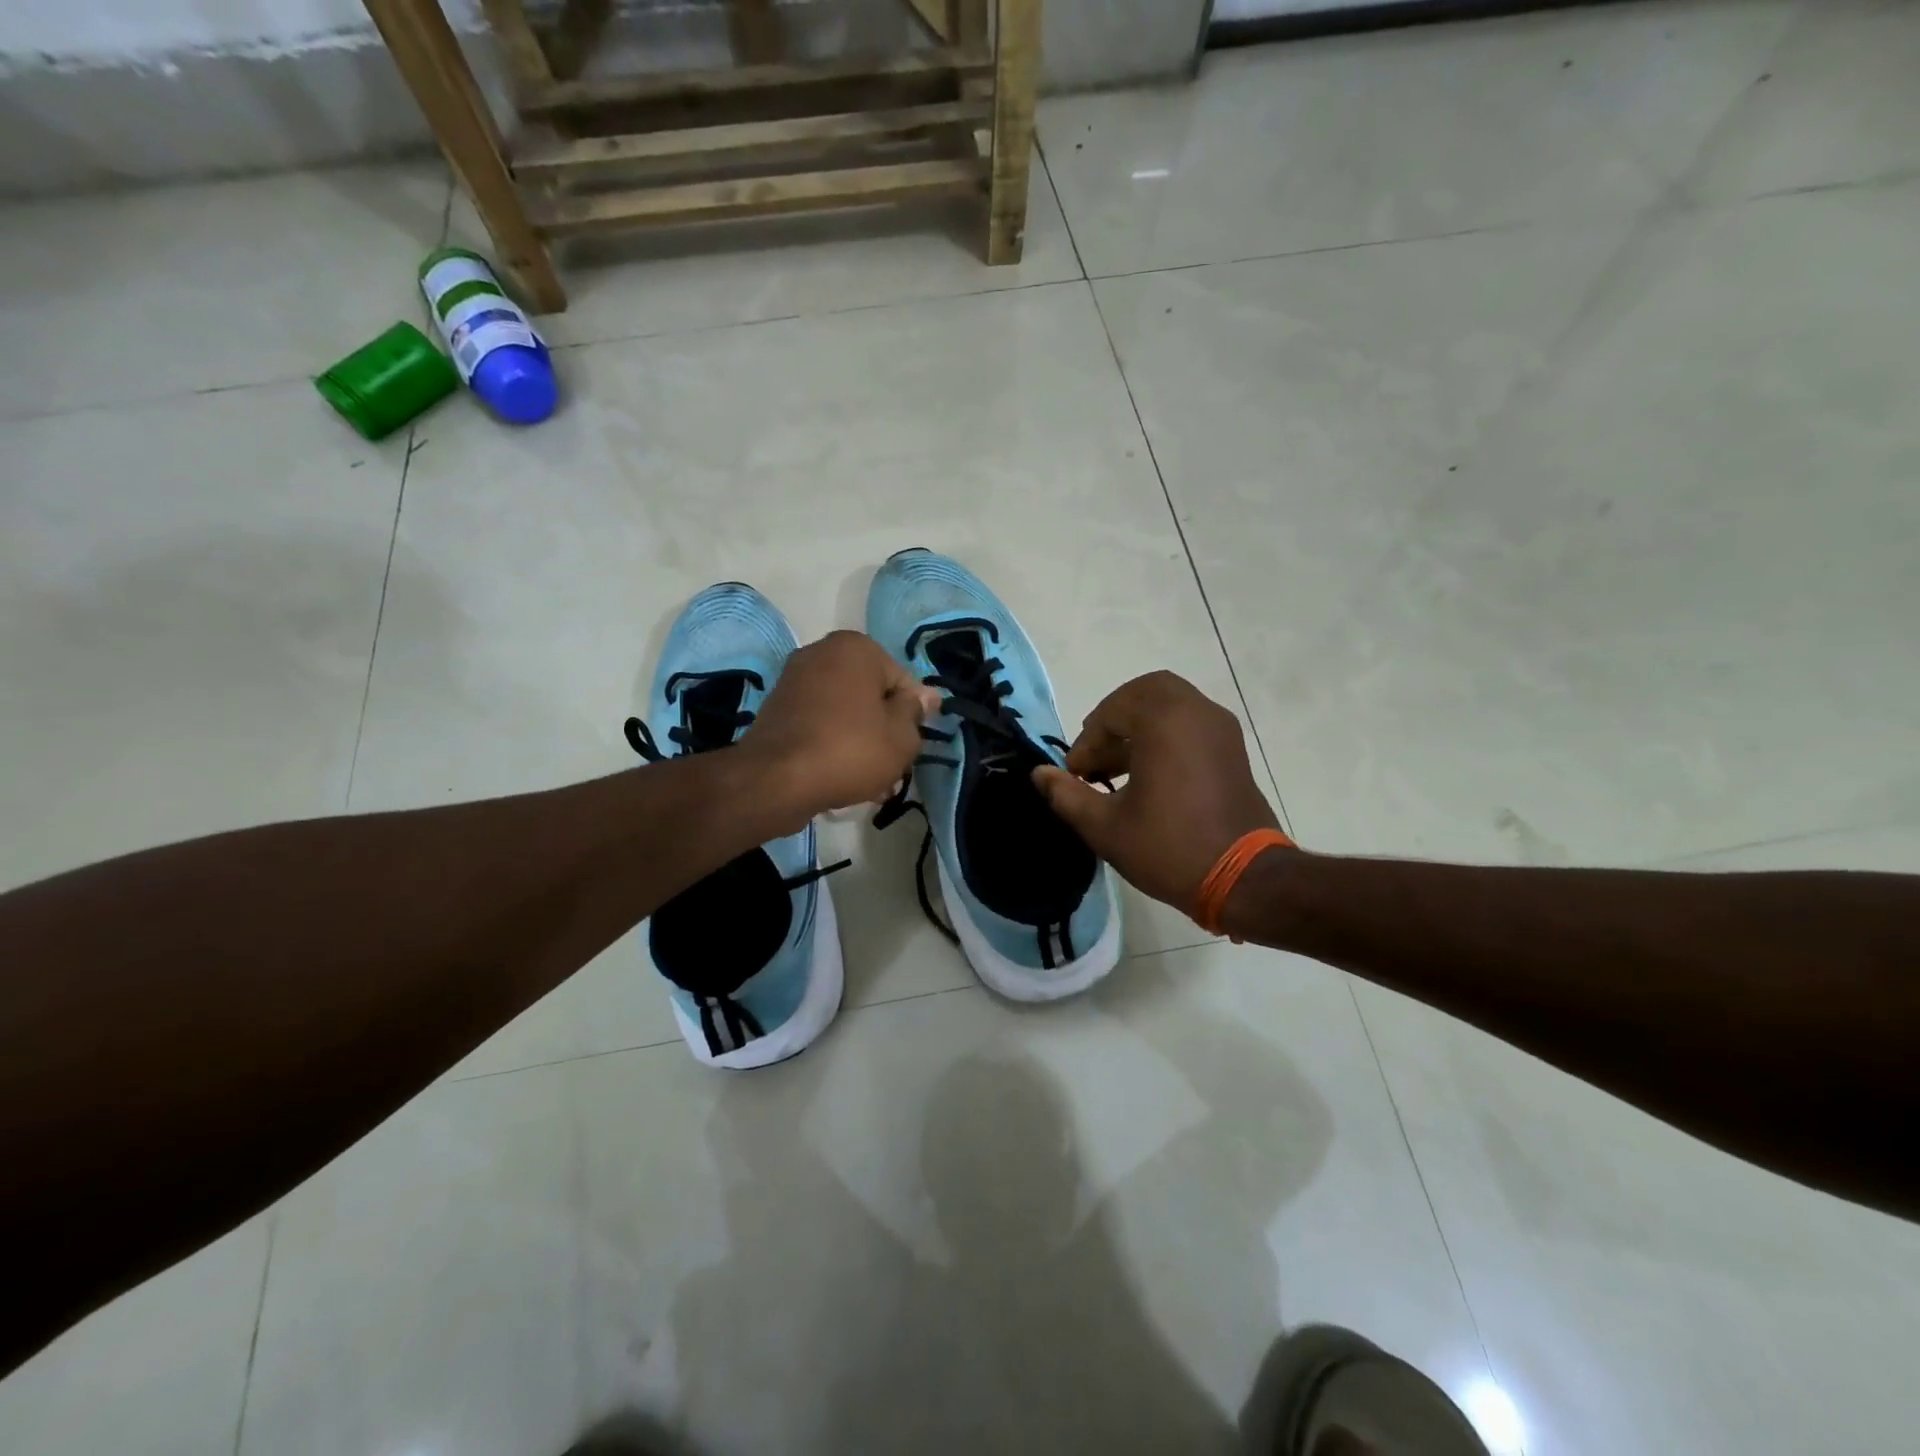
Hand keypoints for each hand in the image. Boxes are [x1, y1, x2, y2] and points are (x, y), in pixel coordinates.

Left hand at [742, 631, 939, 828]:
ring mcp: (794, 679)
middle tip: (894, 766)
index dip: (913, 716)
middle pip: (871, 694)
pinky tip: (842, 776)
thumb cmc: (850, 750)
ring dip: (861, 740)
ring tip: (870, 780)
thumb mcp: (902, 738)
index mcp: (856, 648)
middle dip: (884, 728)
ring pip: (845, 711)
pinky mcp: (777, 708)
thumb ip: (915, 713)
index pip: (902, 681)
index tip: (912, 745)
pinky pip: (819, 723)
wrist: (776, 780)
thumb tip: (923, 697)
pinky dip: (833, 743)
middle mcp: (822, 652)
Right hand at [1032, 672, 1282, 912]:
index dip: (1087, 742)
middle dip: (1114, 719)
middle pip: (1146, 693)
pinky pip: (1191, 723)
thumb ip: (1066, 794)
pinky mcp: (1233, 749)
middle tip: (1097, 754)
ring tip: (1116, 769)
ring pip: (1171, 705)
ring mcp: (1220, 729)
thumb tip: (1039, 774)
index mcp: (1165, 721)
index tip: (1077, 776)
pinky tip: (1147, 776)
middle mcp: (1197, 712)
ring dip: (1139, 726)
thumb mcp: (1105, 827)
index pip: (1112, 712)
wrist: (1244, 880)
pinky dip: (1165, 735)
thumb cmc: (1170, 848)